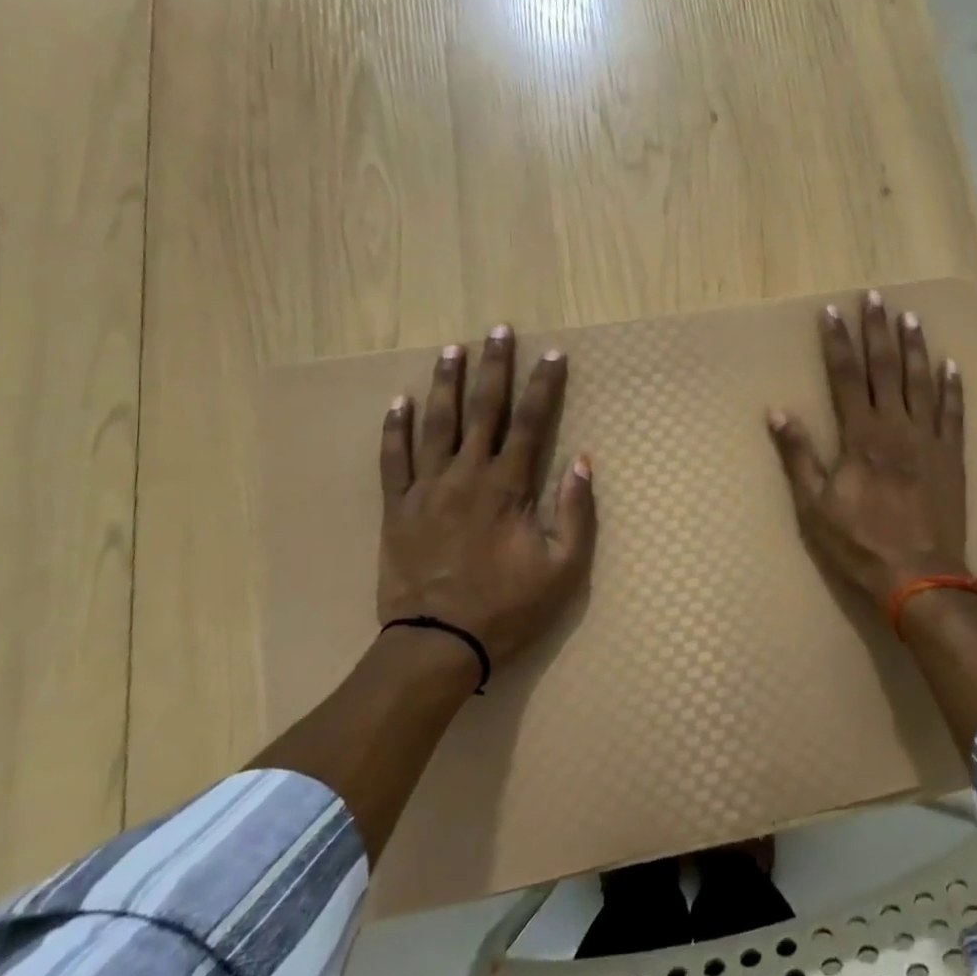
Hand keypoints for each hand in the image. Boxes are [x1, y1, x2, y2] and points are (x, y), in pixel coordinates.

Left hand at [375, 325, 596, 668]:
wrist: (436, 645)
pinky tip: (399, 401)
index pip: (532, 423)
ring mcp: (427, 489)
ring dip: (446, 384)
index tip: (553, 354)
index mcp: (507, 487)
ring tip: (452, 350)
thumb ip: (576, 511)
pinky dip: (395, 429)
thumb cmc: (507, 608)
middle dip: (494, 367)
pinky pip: (393, 459)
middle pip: (483, 410)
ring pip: (436, 424)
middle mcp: (466, 476)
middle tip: (498, 330)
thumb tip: (583, 461)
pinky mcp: (397, 508)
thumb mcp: (563, 568)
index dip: (544, 386)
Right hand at [767, 290, 968, 607]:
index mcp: (861, 436)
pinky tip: (952, 365)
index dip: (838, 342)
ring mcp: (928, 440)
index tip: (832, 311)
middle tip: (876, 297)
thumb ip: (799, 456)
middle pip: (886, 368)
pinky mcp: (951, 457)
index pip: (846, 376)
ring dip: (915, 347)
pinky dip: (953, 388)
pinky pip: (954, 414)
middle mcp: (896, 427)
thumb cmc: (860, 543)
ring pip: (922, 382)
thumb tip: (777, 412)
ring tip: (911, 317)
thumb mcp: (815, 506)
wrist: (919, 576)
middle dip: (877, 330)